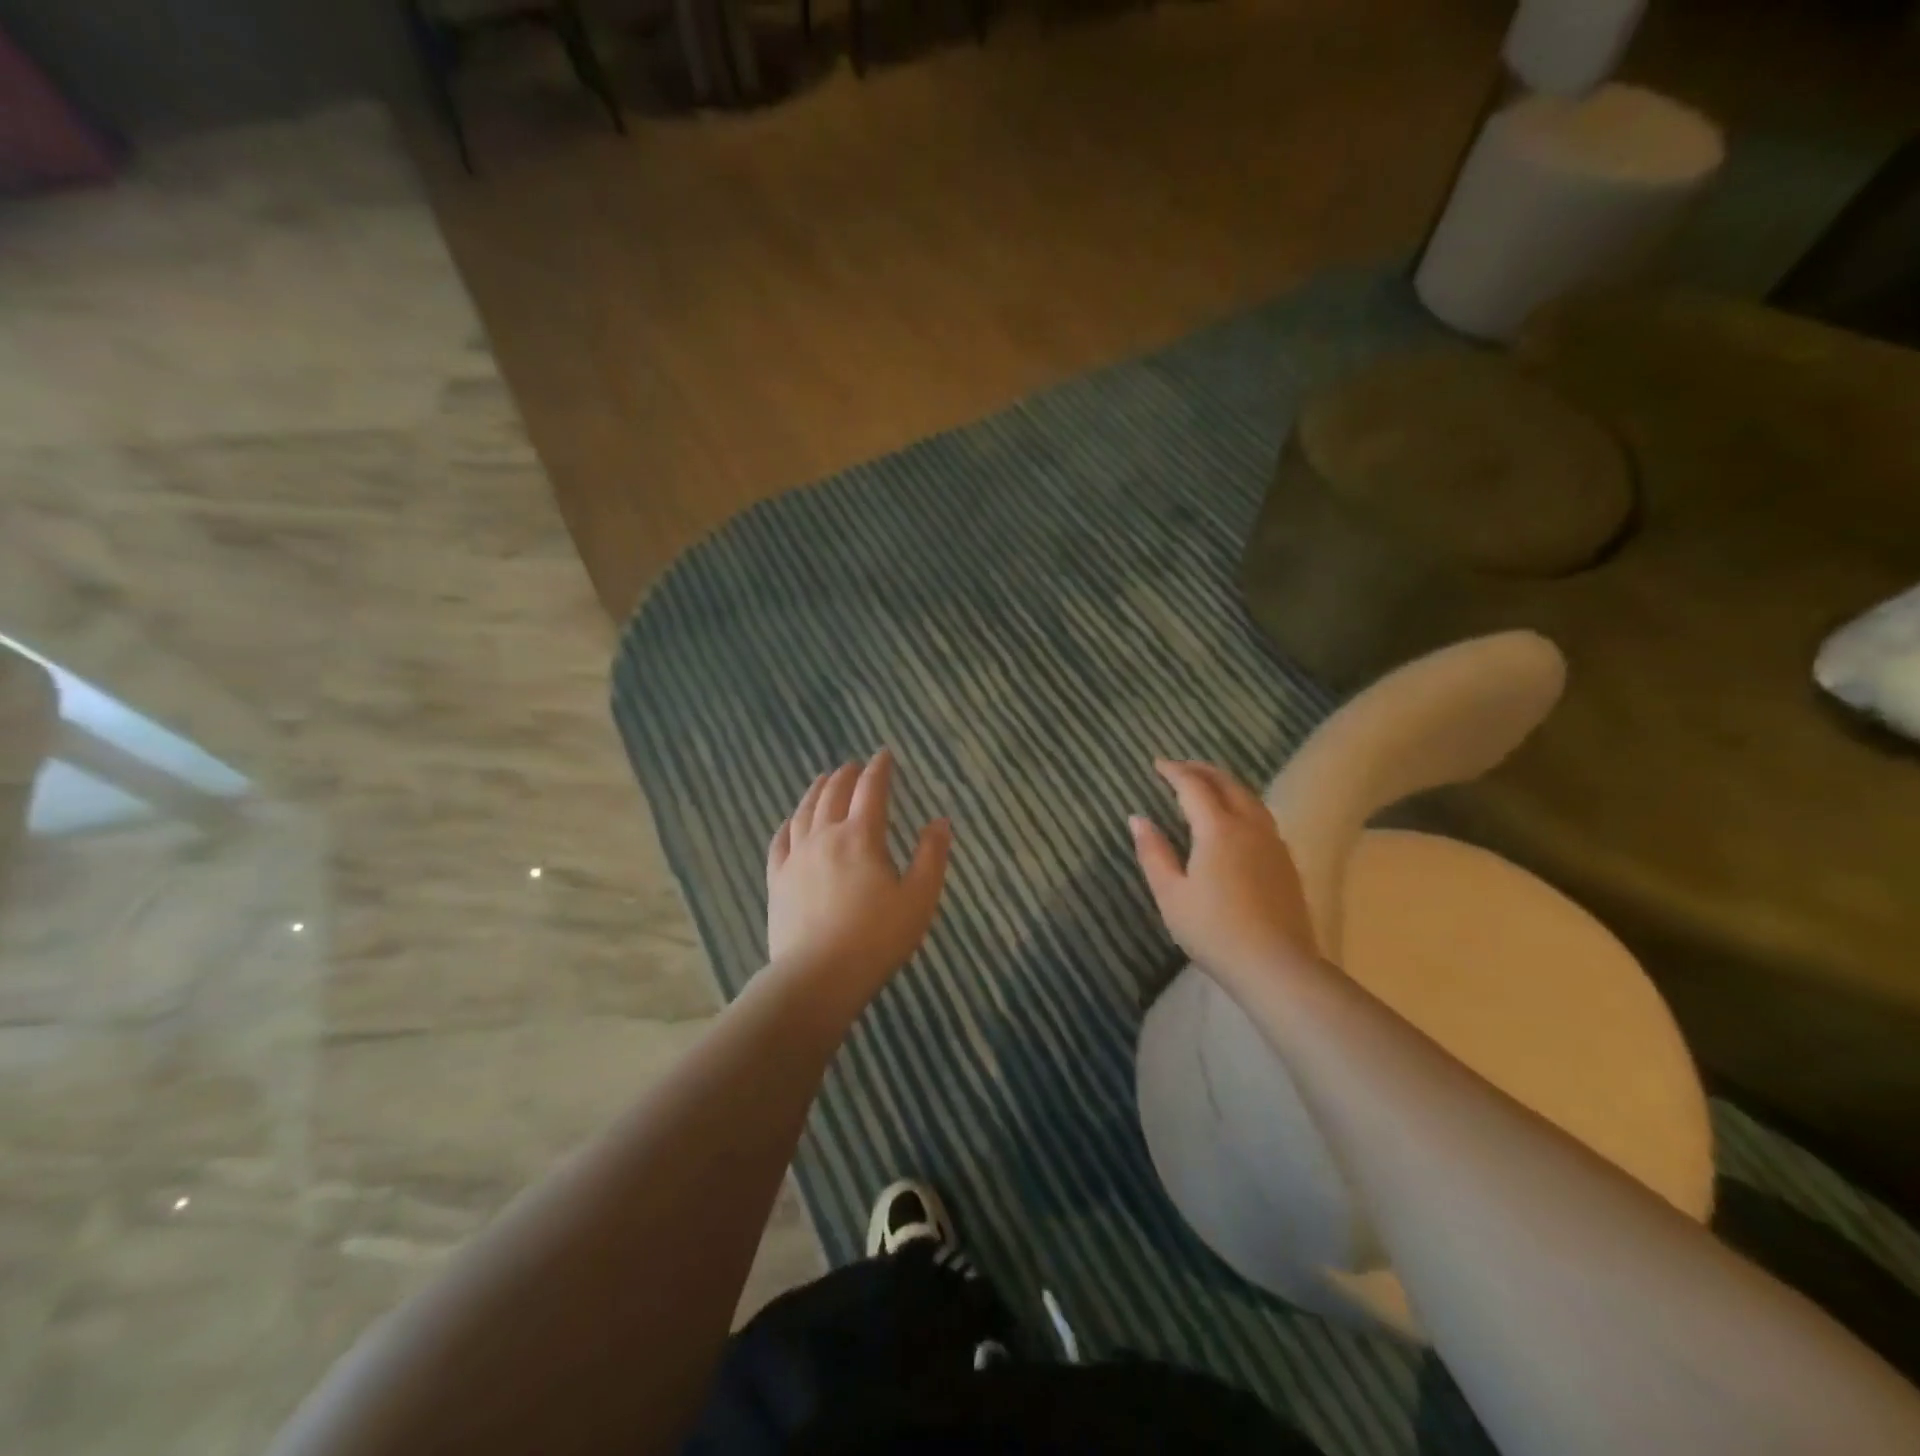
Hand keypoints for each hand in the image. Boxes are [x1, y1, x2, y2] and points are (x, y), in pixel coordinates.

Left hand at [766, 750, 950, 1014]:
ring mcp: (796, 858)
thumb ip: (931, 857)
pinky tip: (791, 821)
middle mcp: (825, 837)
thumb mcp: (919, 899)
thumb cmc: (877, 938)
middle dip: (846, 775)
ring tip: (824, 780)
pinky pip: (780, 842)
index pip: (871, 791)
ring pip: (804, 812)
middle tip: (854, 765)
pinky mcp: (777, 881)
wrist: (818, 977)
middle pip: (833, 794)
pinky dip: (788, 824)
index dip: (879, 769)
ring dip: (816, 791)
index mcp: (861, 837)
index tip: (884, 755)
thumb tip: (940, 821)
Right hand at [1130, 759, 1317, 991]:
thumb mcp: (1170, 894)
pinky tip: (1235, 820)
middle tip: (1179, 768)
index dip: (1174, 772)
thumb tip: (1138, 818)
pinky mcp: (1286, 863)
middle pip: (1227, 784)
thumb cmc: (1213, 930)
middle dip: (1202, 771)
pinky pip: (1261, 817)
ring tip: (1207, 786)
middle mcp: (1250, 826)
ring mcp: (1273, 844)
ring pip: (1250, 799)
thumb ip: (1153, 852)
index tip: (1156, 764)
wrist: (1276, 966)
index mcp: (1218, 829)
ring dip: (1225, 785)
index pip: (1194, 787)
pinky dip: (1242, 804)